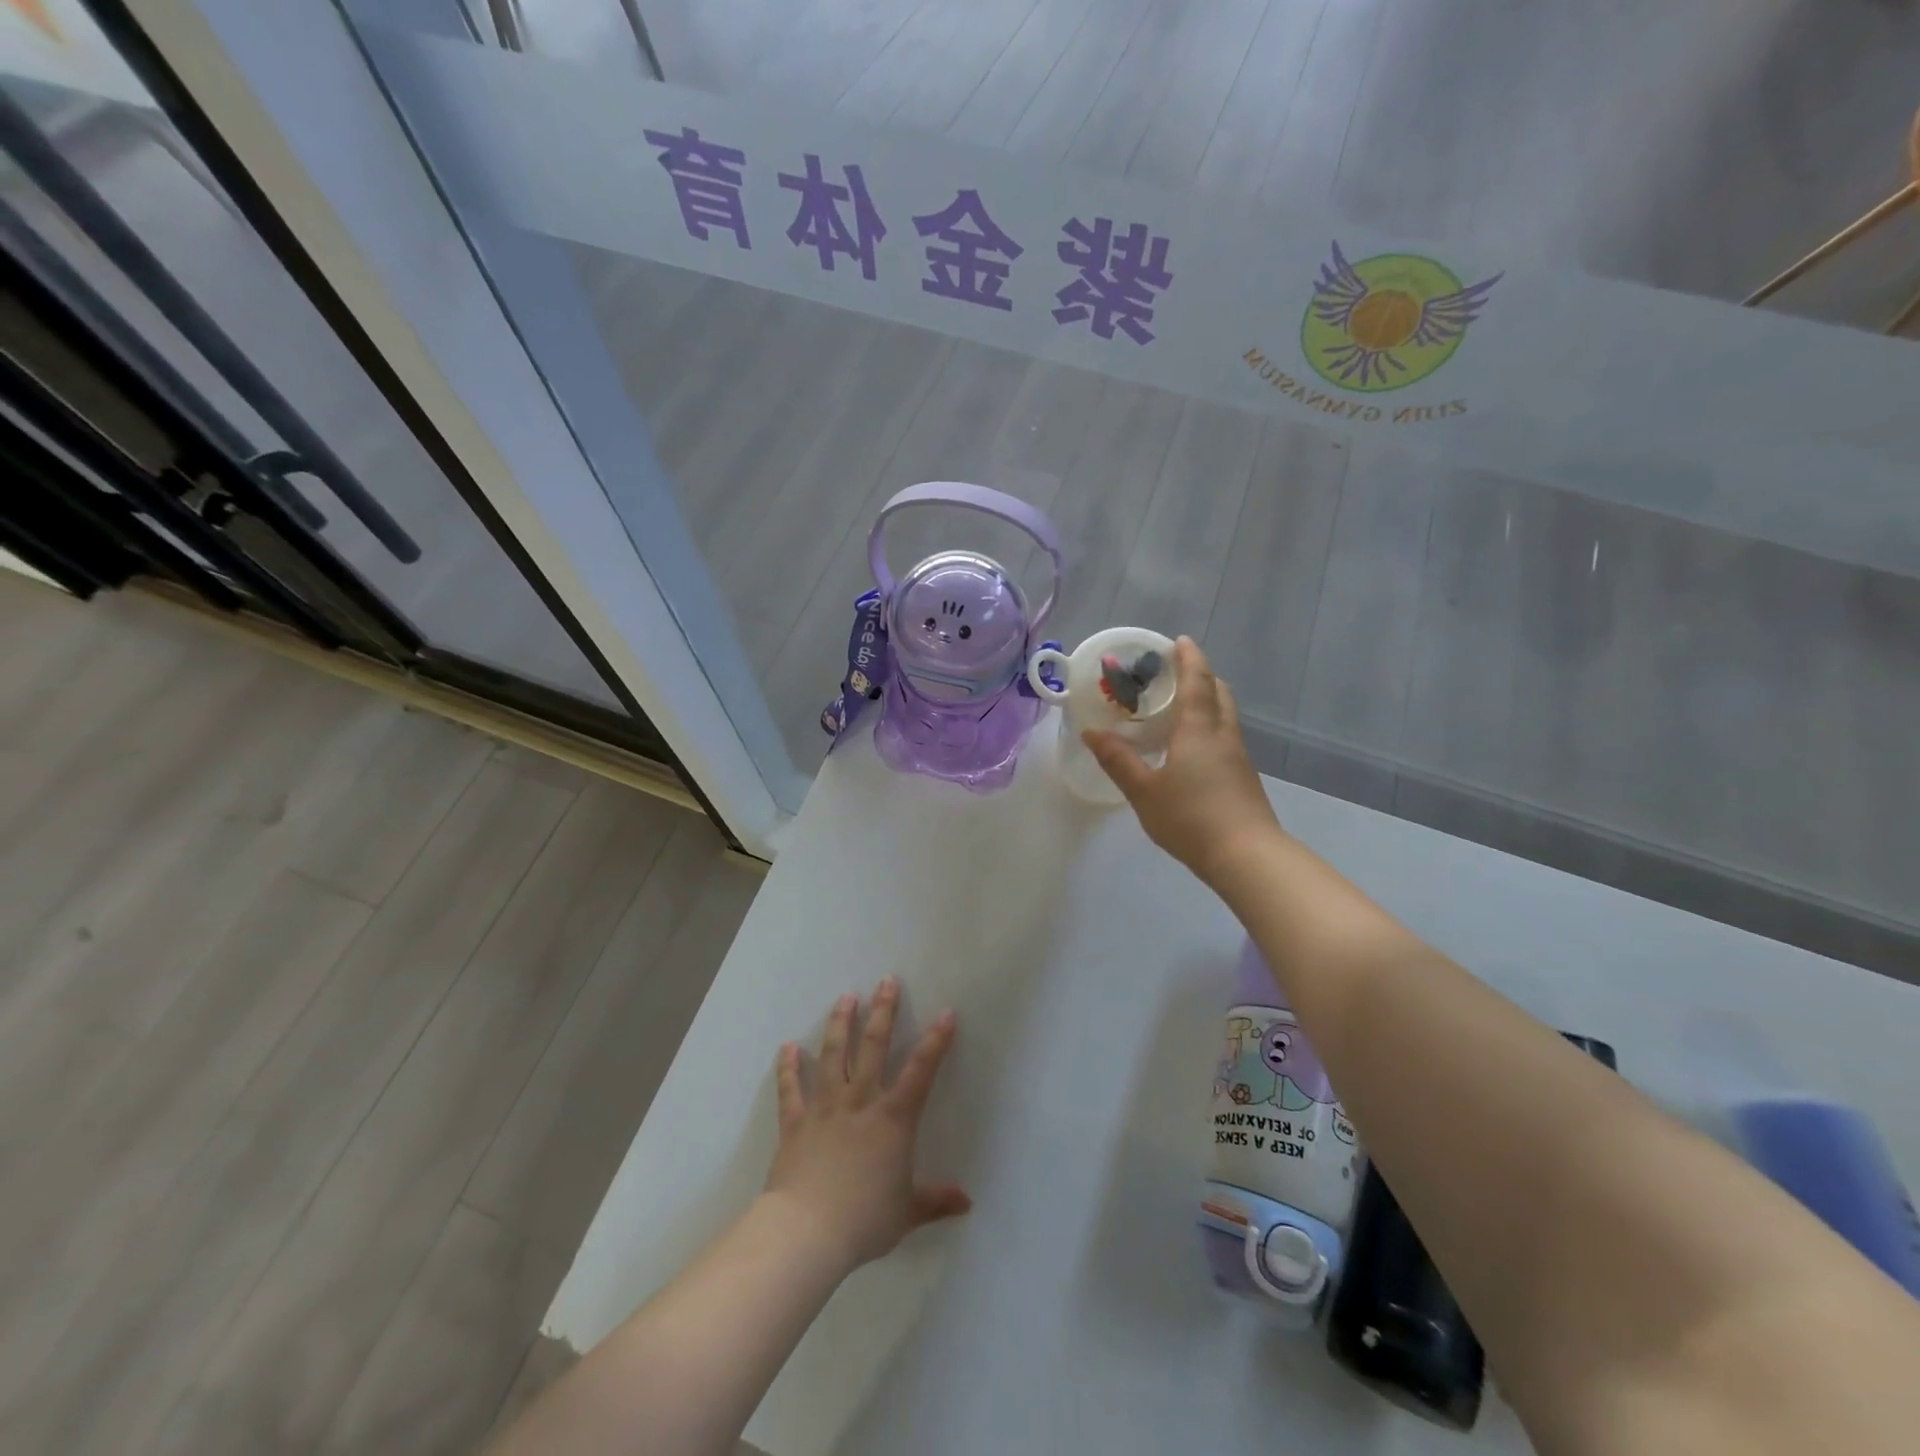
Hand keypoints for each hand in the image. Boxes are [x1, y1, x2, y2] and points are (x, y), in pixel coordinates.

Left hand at [764, 979, 970, 1272]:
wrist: (807, 1232)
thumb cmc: (864, 1220)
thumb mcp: (907, 1212)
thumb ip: (935, 1200)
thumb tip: (967, 1203)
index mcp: (893, 1119)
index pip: (921, 1071)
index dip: (936, 1041)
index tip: (947, 1013)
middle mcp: (860, 1102)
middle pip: (873, 1047)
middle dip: (882, 1011)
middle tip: (886, 981)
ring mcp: (825, 1108)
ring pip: (834, 1055)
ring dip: (840, 1024)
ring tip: (845, 997)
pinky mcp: (795, 1122)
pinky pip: (791, 1089)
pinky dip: (788, 1067)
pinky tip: (787, 1047)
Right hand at [1083, 636, 1281, 886]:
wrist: (1247, 856)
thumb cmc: (1191, 818)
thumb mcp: (1143, 791)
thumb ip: (1118, 760)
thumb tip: (1091, 733)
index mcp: (1199, 730)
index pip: (1196, 681)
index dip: (1189, 658)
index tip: (1179, 640)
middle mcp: (1223, 735)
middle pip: (1218, 692)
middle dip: (1201, 675)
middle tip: (1175, 673)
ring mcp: (1238, 757)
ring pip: (1225, 715)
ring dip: (1207, 701)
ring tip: (1179, 707)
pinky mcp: (1243, 777)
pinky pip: (1225, 736)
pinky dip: (1209, 726)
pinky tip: (1190, 746)